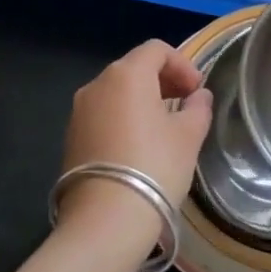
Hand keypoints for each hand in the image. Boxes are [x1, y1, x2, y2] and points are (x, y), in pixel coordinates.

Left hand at [59, 41, 212, 251]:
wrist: (105, 221)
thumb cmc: (154, 167)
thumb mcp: (188, 136)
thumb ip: (198, 108)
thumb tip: (199, 96)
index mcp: (126, 74)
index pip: (156, 50)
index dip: (182, 64)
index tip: (197, 90)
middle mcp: (97, 84)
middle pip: (134, 68)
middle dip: (163, 80)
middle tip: (186, 104)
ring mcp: (79, 111)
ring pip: (117, 92)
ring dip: (143, 100)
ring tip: (165, 127)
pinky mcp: (71, 137)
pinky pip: (103, 114)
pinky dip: (124, 118)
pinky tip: (140, 146)